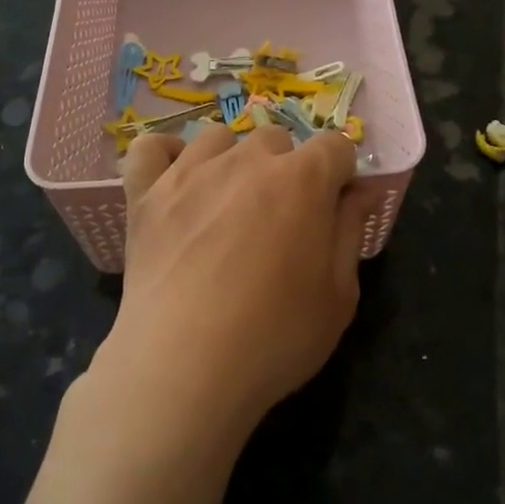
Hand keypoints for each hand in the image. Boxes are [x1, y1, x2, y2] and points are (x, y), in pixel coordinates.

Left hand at [94, 124, 366, 448]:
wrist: (184, 365)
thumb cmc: (275, 336)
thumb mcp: (339, 295)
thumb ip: (351, 231)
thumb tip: (359, 190)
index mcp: (302, 180)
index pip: (335, 146)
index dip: (340, 174)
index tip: (333, 209)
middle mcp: (247, 160)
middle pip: (277, 139)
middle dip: (287, 169)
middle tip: (279, 220)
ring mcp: (190, 172)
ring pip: (219, 138)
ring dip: (232, 160)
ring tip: (228, 203)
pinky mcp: (145, 193)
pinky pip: (150, 147)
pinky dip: (164, 155)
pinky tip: (174, 178)